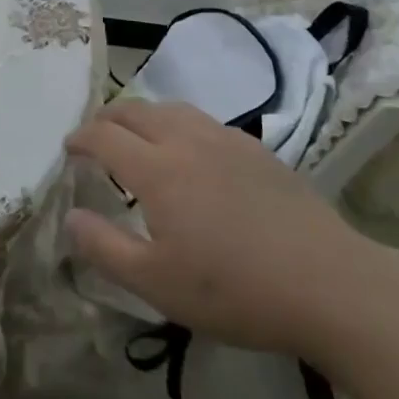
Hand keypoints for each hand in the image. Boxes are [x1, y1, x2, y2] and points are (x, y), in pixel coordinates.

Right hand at [64, 100, 381, 355]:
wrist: (330, 285)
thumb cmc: (235, 289)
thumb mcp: (156, 284)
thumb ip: (104, 248)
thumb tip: (71, 216)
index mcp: (158, 170)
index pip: (105, 136)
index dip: (80, 138)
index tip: (68, 149)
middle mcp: (187, 141)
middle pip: (136, 111)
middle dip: (107, 118)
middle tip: (95, 136)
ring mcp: (227, 141)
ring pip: (172, 108)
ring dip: (143, 115)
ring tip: (137, 135)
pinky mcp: (258, 150)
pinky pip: (204, 121)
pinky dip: (179, 124)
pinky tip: (191, 151)